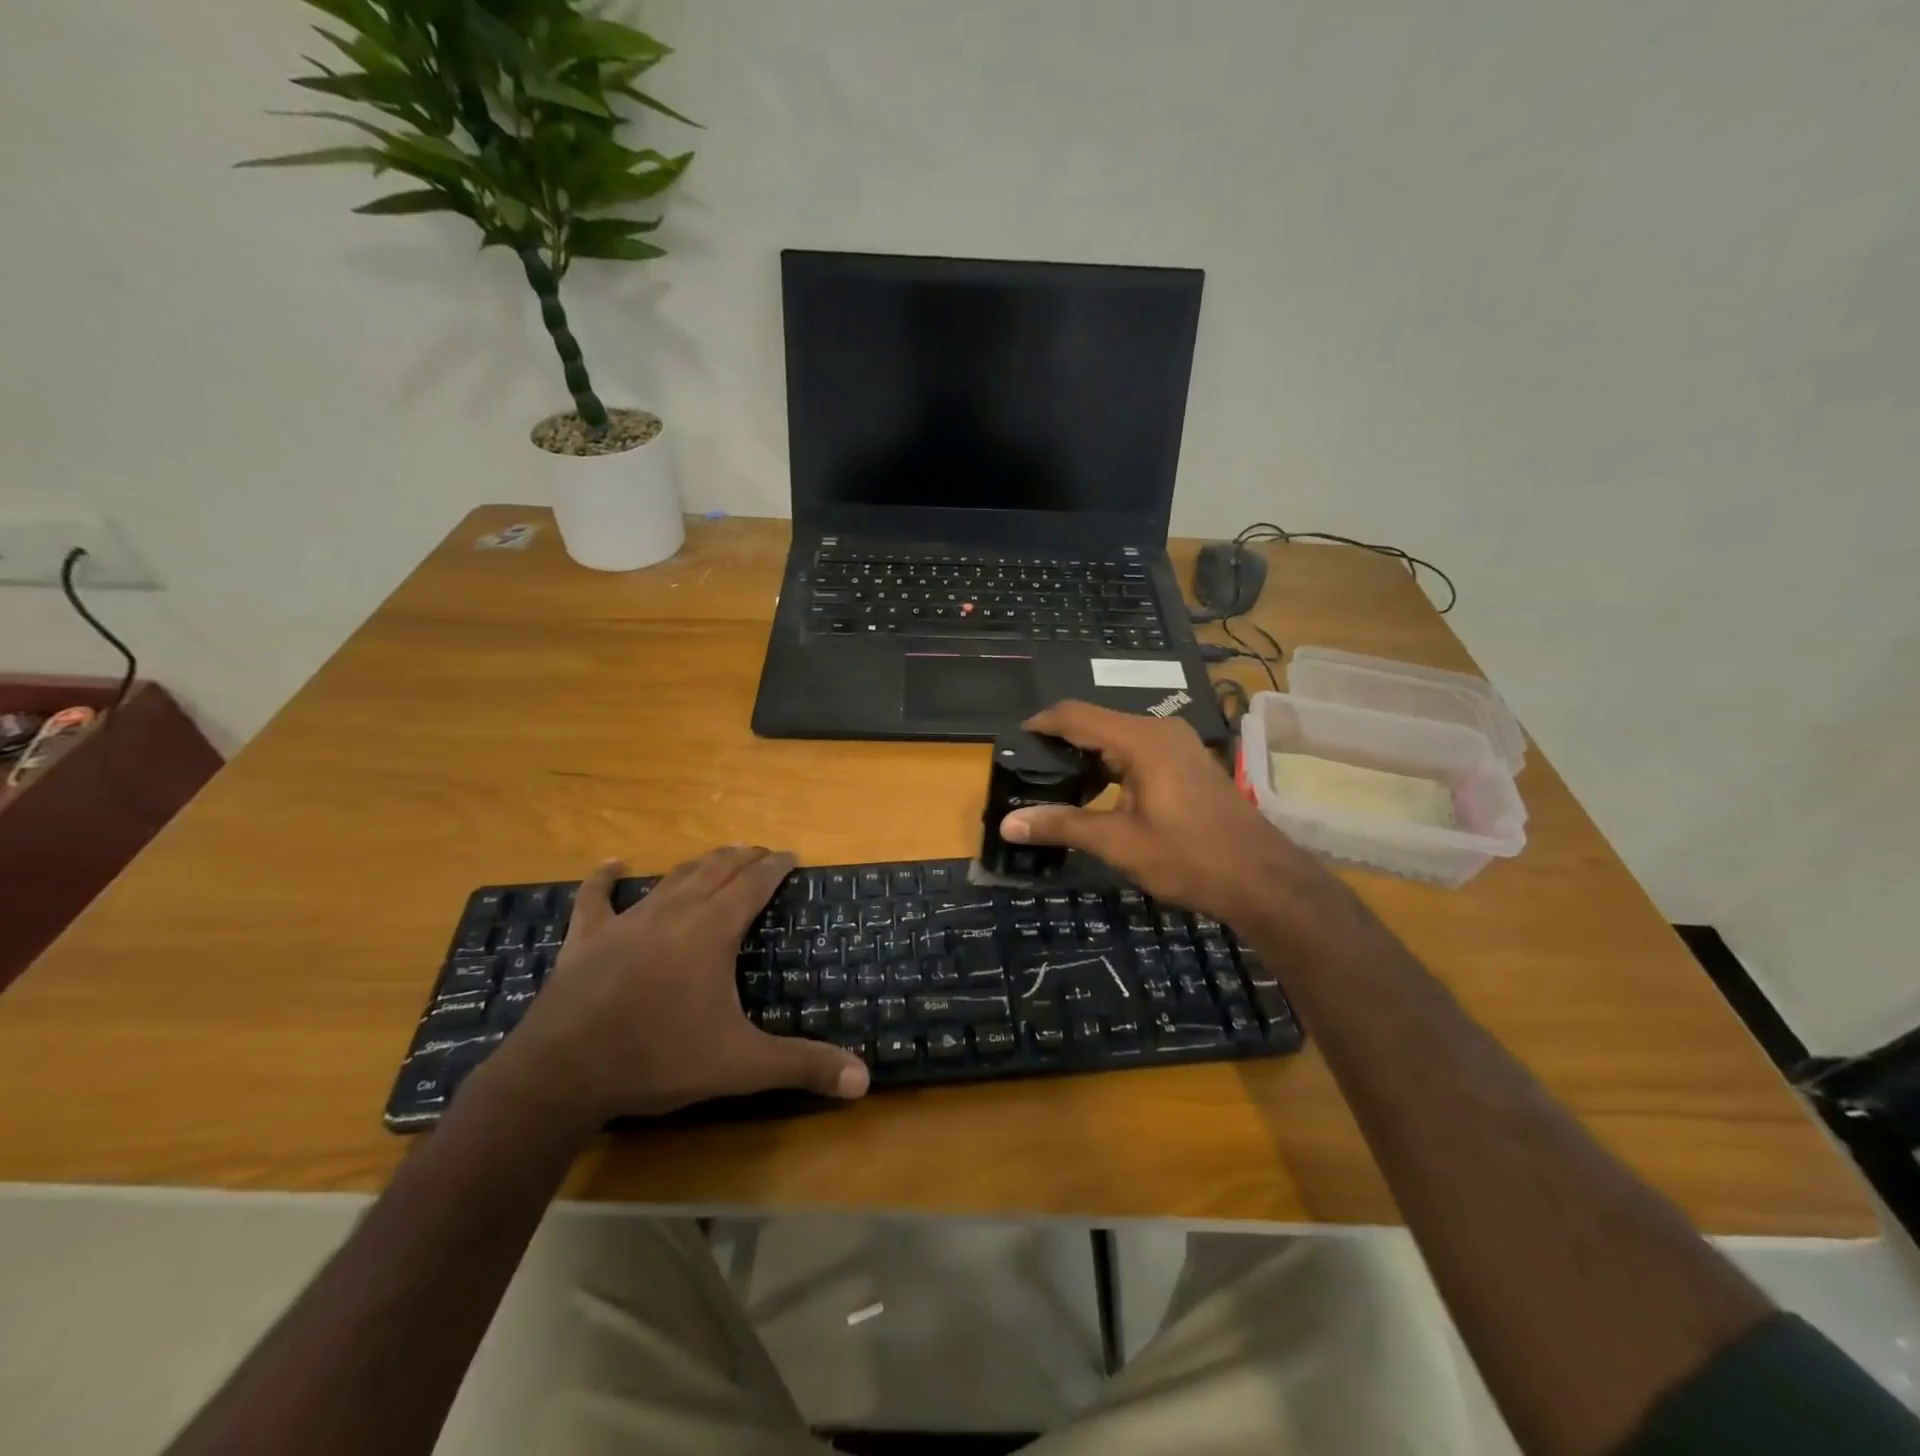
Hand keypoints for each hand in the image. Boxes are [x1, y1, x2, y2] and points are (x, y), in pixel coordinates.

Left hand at [490, 847, 868, 1124]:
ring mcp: (626, 922)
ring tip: (718, 856)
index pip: (754, 884)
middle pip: (716, 870)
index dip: (776, 866)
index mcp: (712, 930)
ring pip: (671, 878)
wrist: (562, 1073)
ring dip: (699, 863)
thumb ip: (802, 1066)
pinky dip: (605, 879)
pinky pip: (595, 899)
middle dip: (743, 858)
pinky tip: (611, 864)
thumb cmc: (658, 1058)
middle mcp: (674, 912)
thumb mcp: (740, 1065)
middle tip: (762, 853)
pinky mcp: (586, 939)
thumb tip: (864, 1081)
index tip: (792, 855)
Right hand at [1000, 701, 1324, 929]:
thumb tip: (1007, 824)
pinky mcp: (1187, 763)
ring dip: (1087, 759)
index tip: (1012, 742)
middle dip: (1061, 744)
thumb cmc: (1189, 857)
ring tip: (1055, 786)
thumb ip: (1062, 825)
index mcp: (1141, 740)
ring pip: (1117, 739)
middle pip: (1096, 723)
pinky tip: (1097, 795)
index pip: (1076, 715)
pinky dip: (1111, 767)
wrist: (1263, 880)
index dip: (1040, 724)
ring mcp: (1178, 745)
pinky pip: (1137, 752)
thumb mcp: (1118, 843)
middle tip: (1028, 771)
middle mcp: (1160, 731)